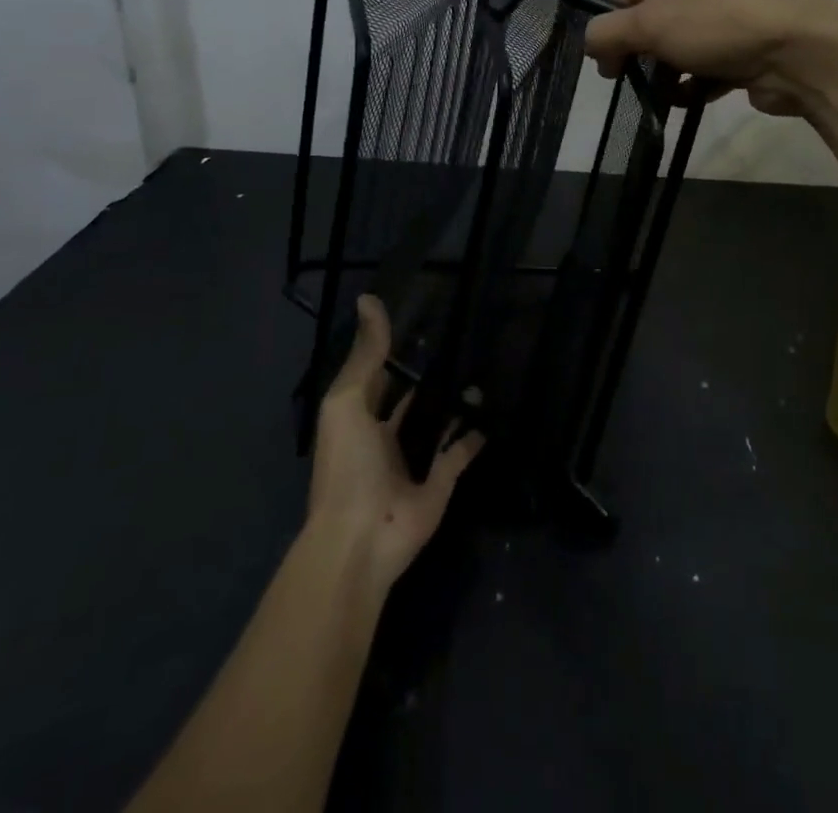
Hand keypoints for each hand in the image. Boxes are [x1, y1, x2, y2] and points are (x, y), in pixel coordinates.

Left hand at [306, 296, 483, 591]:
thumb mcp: (347, 400)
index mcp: (358, 419)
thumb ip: (366, 354)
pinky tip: (491, 415)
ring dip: (454, 405)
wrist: (361, 538)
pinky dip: (473, 438)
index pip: (377, 377)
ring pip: (436, 426)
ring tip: (482, 370)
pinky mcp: (440, 484)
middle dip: (429, 378)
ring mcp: (413, 463)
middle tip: (462, 342)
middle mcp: (384, 438)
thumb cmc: (347, 465)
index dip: (393, 352)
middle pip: (410, 401)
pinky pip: (459, 455)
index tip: (423, 321)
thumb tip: (370, 298)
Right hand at [582, 0, 837, 116]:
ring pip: (685, 43)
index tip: (601, 60)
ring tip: (659, 93)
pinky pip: (712, 64)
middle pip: (658, 16)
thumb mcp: (654, 23)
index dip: (610, 20)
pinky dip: (696, 82)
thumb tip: (590, 42)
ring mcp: (739, 14)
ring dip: (667, 69)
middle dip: (640, 48)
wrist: (808, 53)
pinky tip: (687, 99)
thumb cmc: (724, 25)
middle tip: (625, 79)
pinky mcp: (755, 48)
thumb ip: (611, 31)